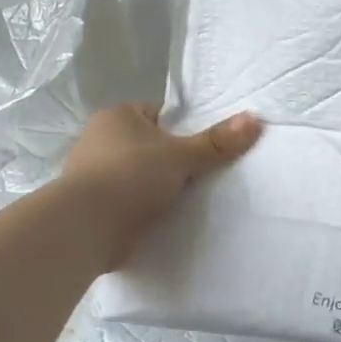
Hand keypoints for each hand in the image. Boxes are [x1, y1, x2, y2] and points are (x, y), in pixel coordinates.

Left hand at [60, 104, 262, 268]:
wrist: (85, 227)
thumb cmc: (131, 176)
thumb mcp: (181, 156)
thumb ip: (216, 142)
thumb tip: (255, 118)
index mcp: (117, 116)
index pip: (156, 114)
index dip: (179, 130)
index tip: (198, 151)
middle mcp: (99, 139)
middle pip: (146, 145)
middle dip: (166, 161)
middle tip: (197, 178)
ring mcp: (90, 173)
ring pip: (134, 174)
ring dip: (151, 187)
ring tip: (181, 202)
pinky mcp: (90, 205)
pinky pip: (123, 201)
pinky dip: (137, 209)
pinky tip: (157, 221)